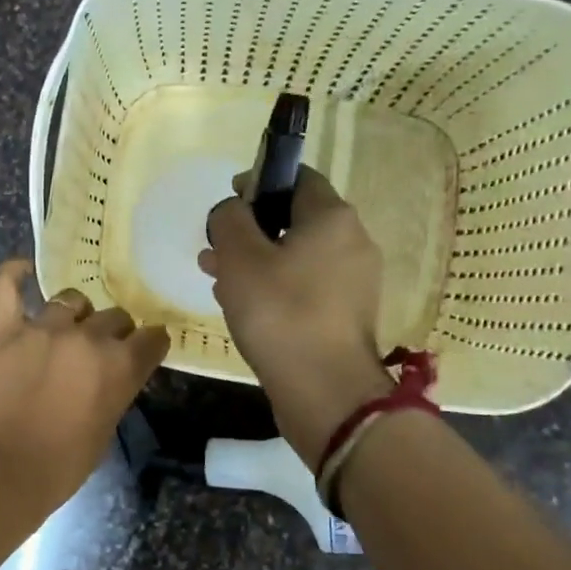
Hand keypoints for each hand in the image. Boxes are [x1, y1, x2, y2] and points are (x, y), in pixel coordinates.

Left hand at [0, 259, 170, 507]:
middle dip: (113, 333)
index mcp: (121, 366)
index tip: (145, 349)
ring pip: (71, 299)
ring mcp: (43, 329)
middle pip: (114, 317)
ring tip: (66, 328)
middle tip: (98, 353)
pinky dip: (12, 274)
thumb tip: (108, 377)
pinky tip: (22, 270)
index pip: (152, 338)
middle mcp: (87, 338)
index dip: (150, 344)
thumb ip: (113, 392)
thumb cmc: (59, 467)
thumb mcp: (104, 431)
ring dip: (75, 313)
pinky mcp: (3, 331)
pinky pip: (4, 287)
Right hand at [200, 168, 394, 469]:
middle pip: (295, 221)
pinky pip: (307, 288)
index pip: (297, 178)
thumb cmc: (281, 313)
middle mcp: (353, 243)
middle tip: (215, 251)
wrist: (326, 391)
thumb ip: (229, 220)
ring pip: (298, 258)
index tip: (228, 207)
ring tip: (219, 282)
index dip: (258, 184)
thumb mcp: (240, 258)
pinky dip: (277, 289)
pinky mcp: (347, 316)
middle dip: (251, 231)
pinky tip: (247, 309)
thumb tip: (232, 209)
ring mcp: (355, 283)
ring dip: (258, 263)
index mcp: (333, 218)